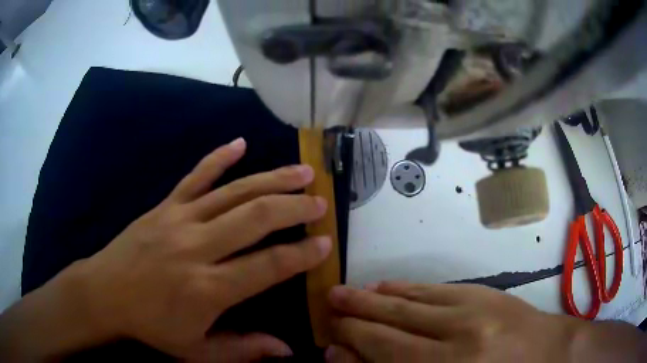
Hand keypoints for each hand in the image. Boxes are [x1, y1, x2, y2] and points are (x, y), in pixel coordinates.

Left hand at [15, 138, 331, 360]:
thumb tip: (287, 350)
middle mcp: (197, 247)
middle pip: (256, 217)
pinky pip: (195, 176)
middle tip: (320, 202)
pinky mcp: (164, 206)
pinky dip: (219, 157)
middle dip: (295, 207)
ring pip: (233, 191)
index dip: (301, 254)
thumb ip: (243, 349)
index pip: (268, 266)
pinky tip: (240, 143)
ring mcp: (179, 220)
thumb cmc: (150, 327)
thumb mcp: (196, 351)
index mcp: (208, 289)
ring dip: (271, 178)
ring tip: (301, 170)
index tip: (326, 243)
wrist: (104, 294)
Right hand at [325, 282, 645, 362]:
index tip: (329, 338)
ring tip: (345, 294)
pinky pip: (433, 288)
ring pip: (409, 301)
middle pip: (392, 324)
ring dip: (372, 298)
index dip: (352, 342)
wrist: (543, 353)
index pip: (384, 350)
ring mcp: (473, 309)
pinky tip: (384, 286)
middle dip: (354, 316)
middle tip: (328, 305)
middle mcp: (457, 338)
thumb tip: (347, 355)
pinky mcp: (483, 291)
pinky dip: (403, 287)